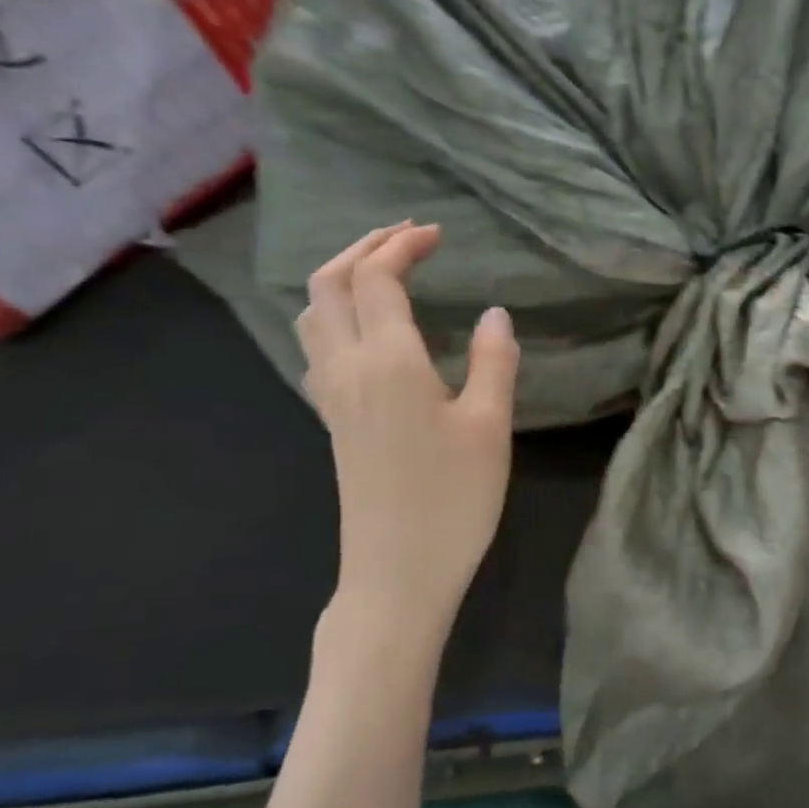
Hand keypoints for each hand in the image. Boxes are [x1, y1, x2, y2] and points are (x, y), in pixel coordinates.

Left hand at [294, 222, 519, 657]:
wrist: (397, 573)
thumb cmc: (453, 499)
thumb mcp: (491, 426)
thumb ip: (494, 360)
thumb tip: (495, 313)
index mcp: (388, 361)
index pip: (378, 278)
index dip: (403, 246)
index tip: (437, 234)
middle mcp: (348, 368)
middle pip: (330, 285)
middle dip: (363, 248)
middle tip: (406, 238)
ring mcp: (332, 396)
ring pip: (313, 314)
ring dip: (341, 278)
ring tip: (381, 272)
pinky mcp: (332, 421)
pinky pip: (316, 346)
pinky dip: (334, 315)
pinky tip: (366, 331)